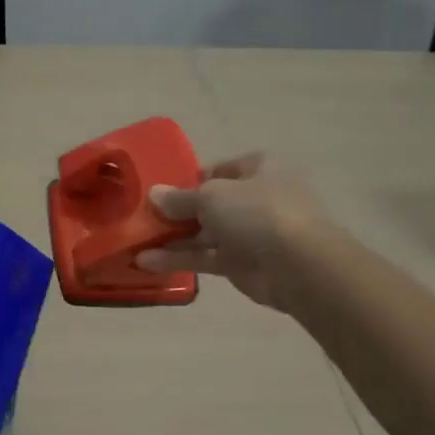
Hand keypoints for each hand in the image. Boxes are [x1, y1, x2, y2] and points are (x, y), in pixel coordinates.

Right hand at [134, 153, 330, 309]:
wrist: (299, 265)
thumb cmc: (258, 213)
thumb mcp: (211, 196)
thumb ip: (179, 198)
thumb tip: (153, 194)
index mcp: (259, 169)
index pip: (220, 169)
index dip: (190, 178)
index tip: (160, 190)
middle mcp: (255, 198)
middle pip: (209, 203)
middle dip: (176, 211)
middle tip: (142, 217)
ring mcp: (249, 232)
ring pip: (204, 232)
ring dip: (172, 238)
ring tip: (135, 242)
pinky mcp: (241, 263)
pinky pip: (204, 257)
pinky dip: (178, 259)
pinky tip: (146, 262)